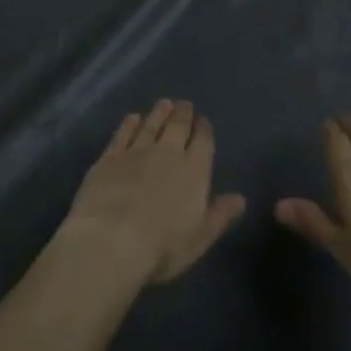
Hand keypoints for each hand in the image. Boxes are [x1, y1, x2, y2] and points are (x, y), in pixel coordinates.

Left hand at [60, 99, 245, 285]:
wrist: (111, 241)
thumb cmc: (162, 247)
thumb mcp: (199, 238)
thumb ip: (220, 215)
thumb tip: (241, 198)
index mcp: (194, 170)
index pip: (203, 141)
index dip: (204, 129)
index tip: (203, 122)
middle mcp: (167, 152)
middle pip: (178, 125)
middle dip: (183, 113)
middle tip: (184, 105)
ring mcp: (137, 151)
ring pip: (152, 123)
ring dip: (160, 112)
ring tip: (164, 103)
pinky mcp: (110, 157)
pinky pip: (123, 133)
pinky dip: (129, 124)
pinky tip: (132, 118)